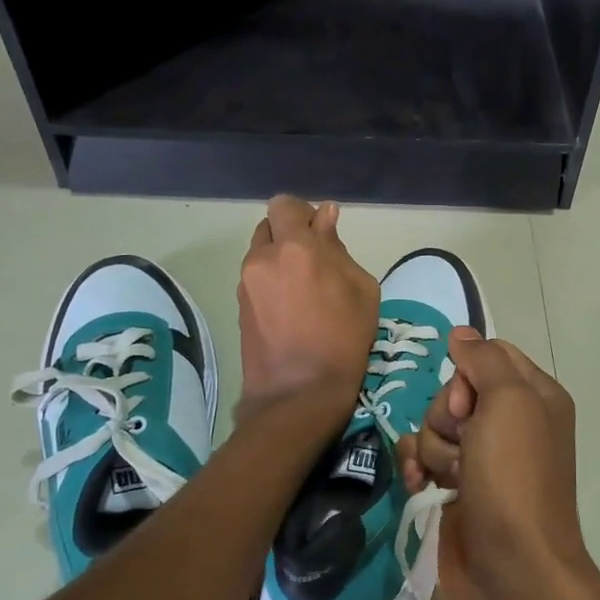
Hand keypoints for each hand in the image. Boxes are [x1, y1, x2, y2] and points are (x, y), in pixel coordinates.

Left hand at [235, 195, 377, 421]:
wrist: (299, 393)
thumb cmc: (342, 340)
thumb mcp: (361, 291)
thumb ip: (338, 248)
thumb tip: (325, 219)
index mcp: (295, 248)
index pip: (285, 205)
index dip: (302, 213)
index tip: (320, 231)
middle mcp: (262, 258)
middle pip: (270, 227)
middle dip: (290, 235)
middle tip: (315, 262)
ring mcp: (245, 283)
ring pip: (261, 253)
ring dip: (280, 260)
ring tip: (304, 291)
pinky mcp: (238, 306)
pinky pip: (256, 278)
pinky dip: (272, 282)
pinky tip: (292, 309)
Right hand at [395, 330, 595, 599]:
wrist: (511, 571)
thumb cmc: (515, 479)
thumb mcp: (509, 403)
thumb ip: (484, 360)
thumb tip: (461, 333)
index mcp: (535, 397)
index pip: (488, 356)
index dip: (468, 374)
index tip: (470, 403)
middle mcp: (511, 424)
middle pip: (456, 392)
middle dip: (448, 416)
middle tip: (465, 445)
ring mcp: (483, 459)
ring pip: (435, 426)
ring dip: (434, 448)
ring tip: (452, 478)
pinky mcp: (457, 489)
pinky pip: (423, 457)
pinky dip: (419, 468)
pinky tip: (422, 486)